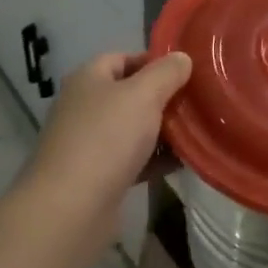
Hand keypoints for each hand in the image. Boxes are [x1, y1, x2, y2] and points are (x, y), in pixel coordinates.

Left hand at [26, 52, 191, 215]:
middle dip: (163, 98)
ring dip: (162, 131)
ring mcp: (89, 144)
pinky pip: (133, 159)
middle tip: (197, 102)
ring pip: (133, 128)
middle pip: (129, 94)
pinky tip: (182, 162)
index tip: (186, 72)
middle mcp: (84, 107)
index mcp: (88, 79)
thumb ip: (166, 72)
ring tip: (196, 131)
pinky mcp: (97, 177)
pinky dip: (155, 159)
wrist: (70, 208)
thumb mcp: (143, 94)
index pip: (123, 59)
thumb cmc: (106, 138)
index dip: (154, 62)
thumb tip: (182, 58)